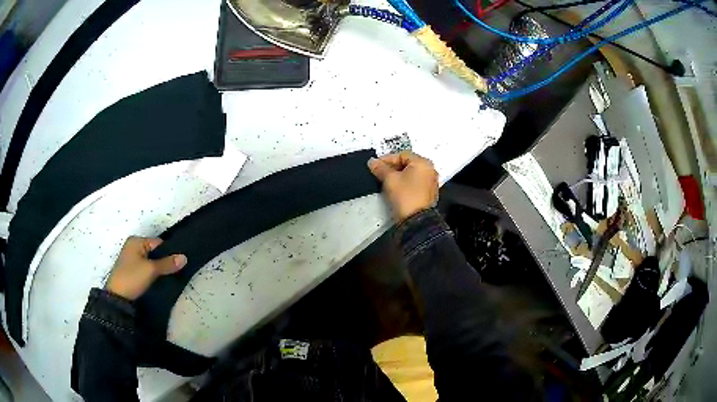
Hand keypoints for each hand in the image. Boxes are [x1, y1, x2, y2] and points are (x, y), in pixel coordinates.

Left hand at [106, 236, 186, 299]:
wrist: (117, 297)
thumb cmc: (132, 277)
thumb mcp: (151, 270)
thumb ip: (167, 263)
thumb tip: (185, 257)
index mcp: (136, 241)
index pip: (158, 243)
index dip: (169, 253)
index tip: (179, 264)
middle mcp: (133, 246)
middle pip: (154, 252)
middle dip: (164, 261)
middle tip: (175, 272)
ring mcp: (131, 259)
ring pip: (150, 261)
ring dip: (158, 268)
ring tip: (169, 277)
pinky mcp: (131, 270)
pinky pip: (145, 268)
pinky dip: (152, 273)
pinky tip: (158, 281)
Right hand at [368, 151, 438, 221]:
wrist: (416, 221)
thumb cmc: (406, 197)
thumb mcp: (390, 179)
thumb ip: (380, 168)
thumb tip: (373, 162)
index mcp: (423, 163)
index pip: (401, 155)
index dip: (386, 159)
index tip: (375, 165)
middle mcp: (430, 170)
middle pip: (407, 163)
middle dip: (392, 167)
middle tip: (379, 172)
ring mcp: (430, 182)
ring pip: (411, 174)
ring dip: (397, 175)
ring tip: (385, 180)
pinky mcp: (428, 193)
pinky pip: (414, 183)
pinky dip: (404, 183)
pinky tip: (395, 189)